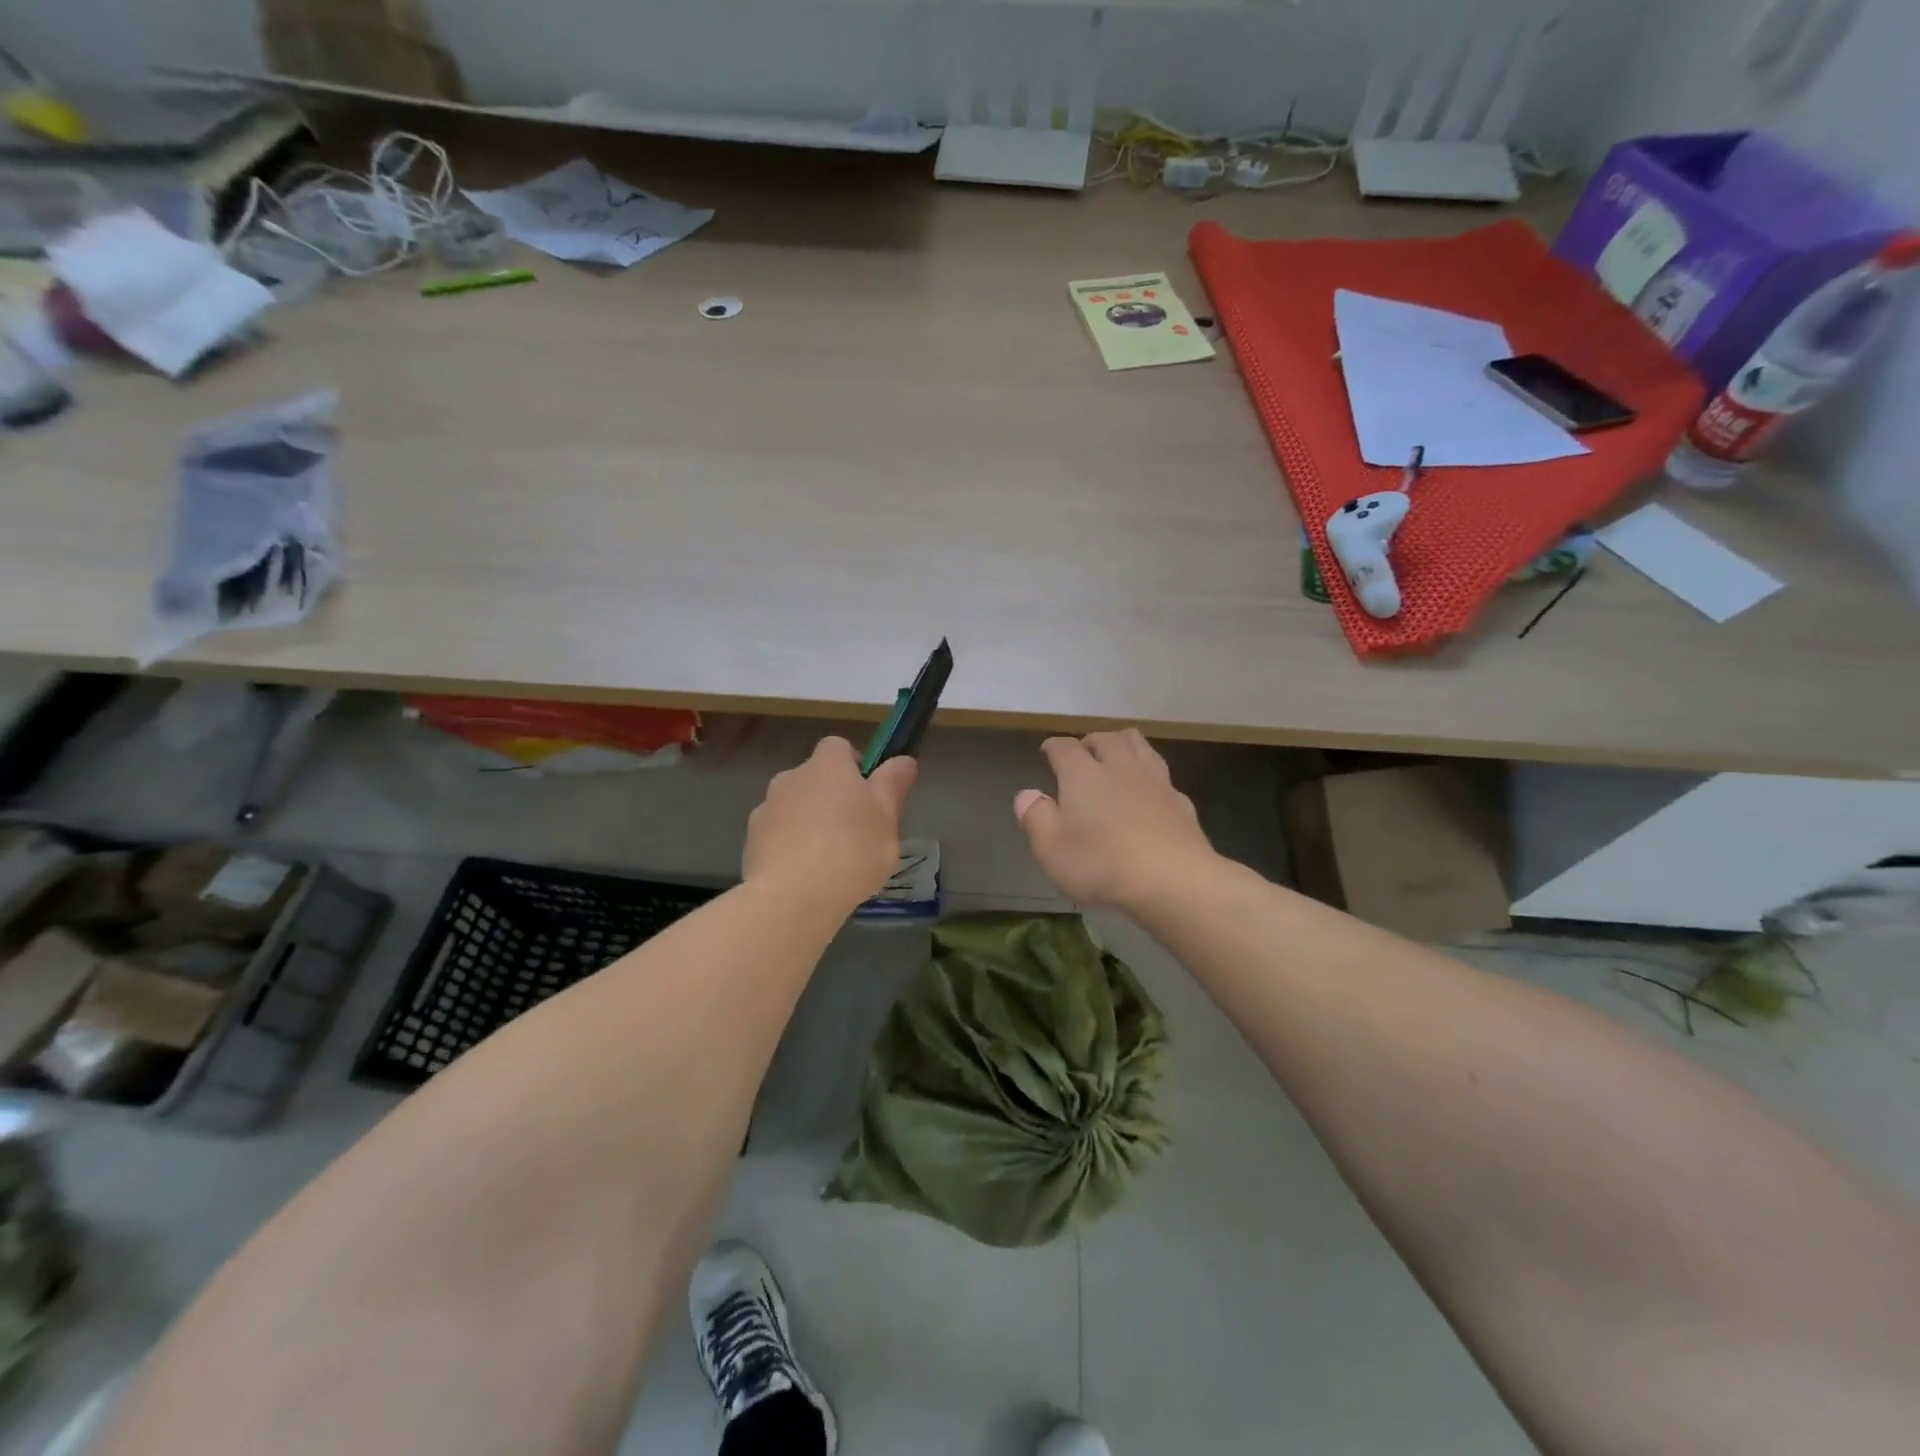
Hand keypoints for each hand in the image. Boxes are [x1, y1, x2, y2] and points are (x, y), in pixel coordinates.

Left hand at [745, 737, 916, 908]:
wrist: (792, 897)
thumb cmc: (851, 851)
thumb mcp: (887, 820)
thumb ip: (892, 785)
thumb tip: (904, 760)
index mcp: (827, 766)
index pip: (838, 746)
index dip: (854, 764)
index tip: (869, 793)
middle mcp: (791, 778)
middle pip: (814, 778)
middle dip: (831, 798)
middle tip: (854, 832)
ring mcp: (766, 809)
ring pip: (793, 807)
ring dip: (808, 823)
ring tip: (829, 861)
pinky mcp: (750, 842)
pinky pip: (776, 836)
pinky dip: (789, 848)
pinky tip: (804, 877)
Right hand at [1014, 729, 1217, 909]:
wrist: (1175, 881)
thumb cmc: (1103, 865)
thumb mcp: (1052, 850)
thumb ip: (1035, 818)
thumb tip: (1026, 794)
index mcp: (1083, 775)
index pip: (1064, 747)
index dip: (1053, 746)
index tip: (1047, 751)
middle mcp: (1119, 768)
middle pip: (1106, 738)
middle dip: (1090, 741)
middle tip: (1082, 753)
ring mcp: (1155, 781)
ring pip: (1139, 745)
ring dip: (1123, 744)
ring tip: (1115, 757)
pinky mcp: (1180, 801)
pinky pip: (1162, 775)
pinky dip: (1149, 775)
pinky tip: (1147, 791)